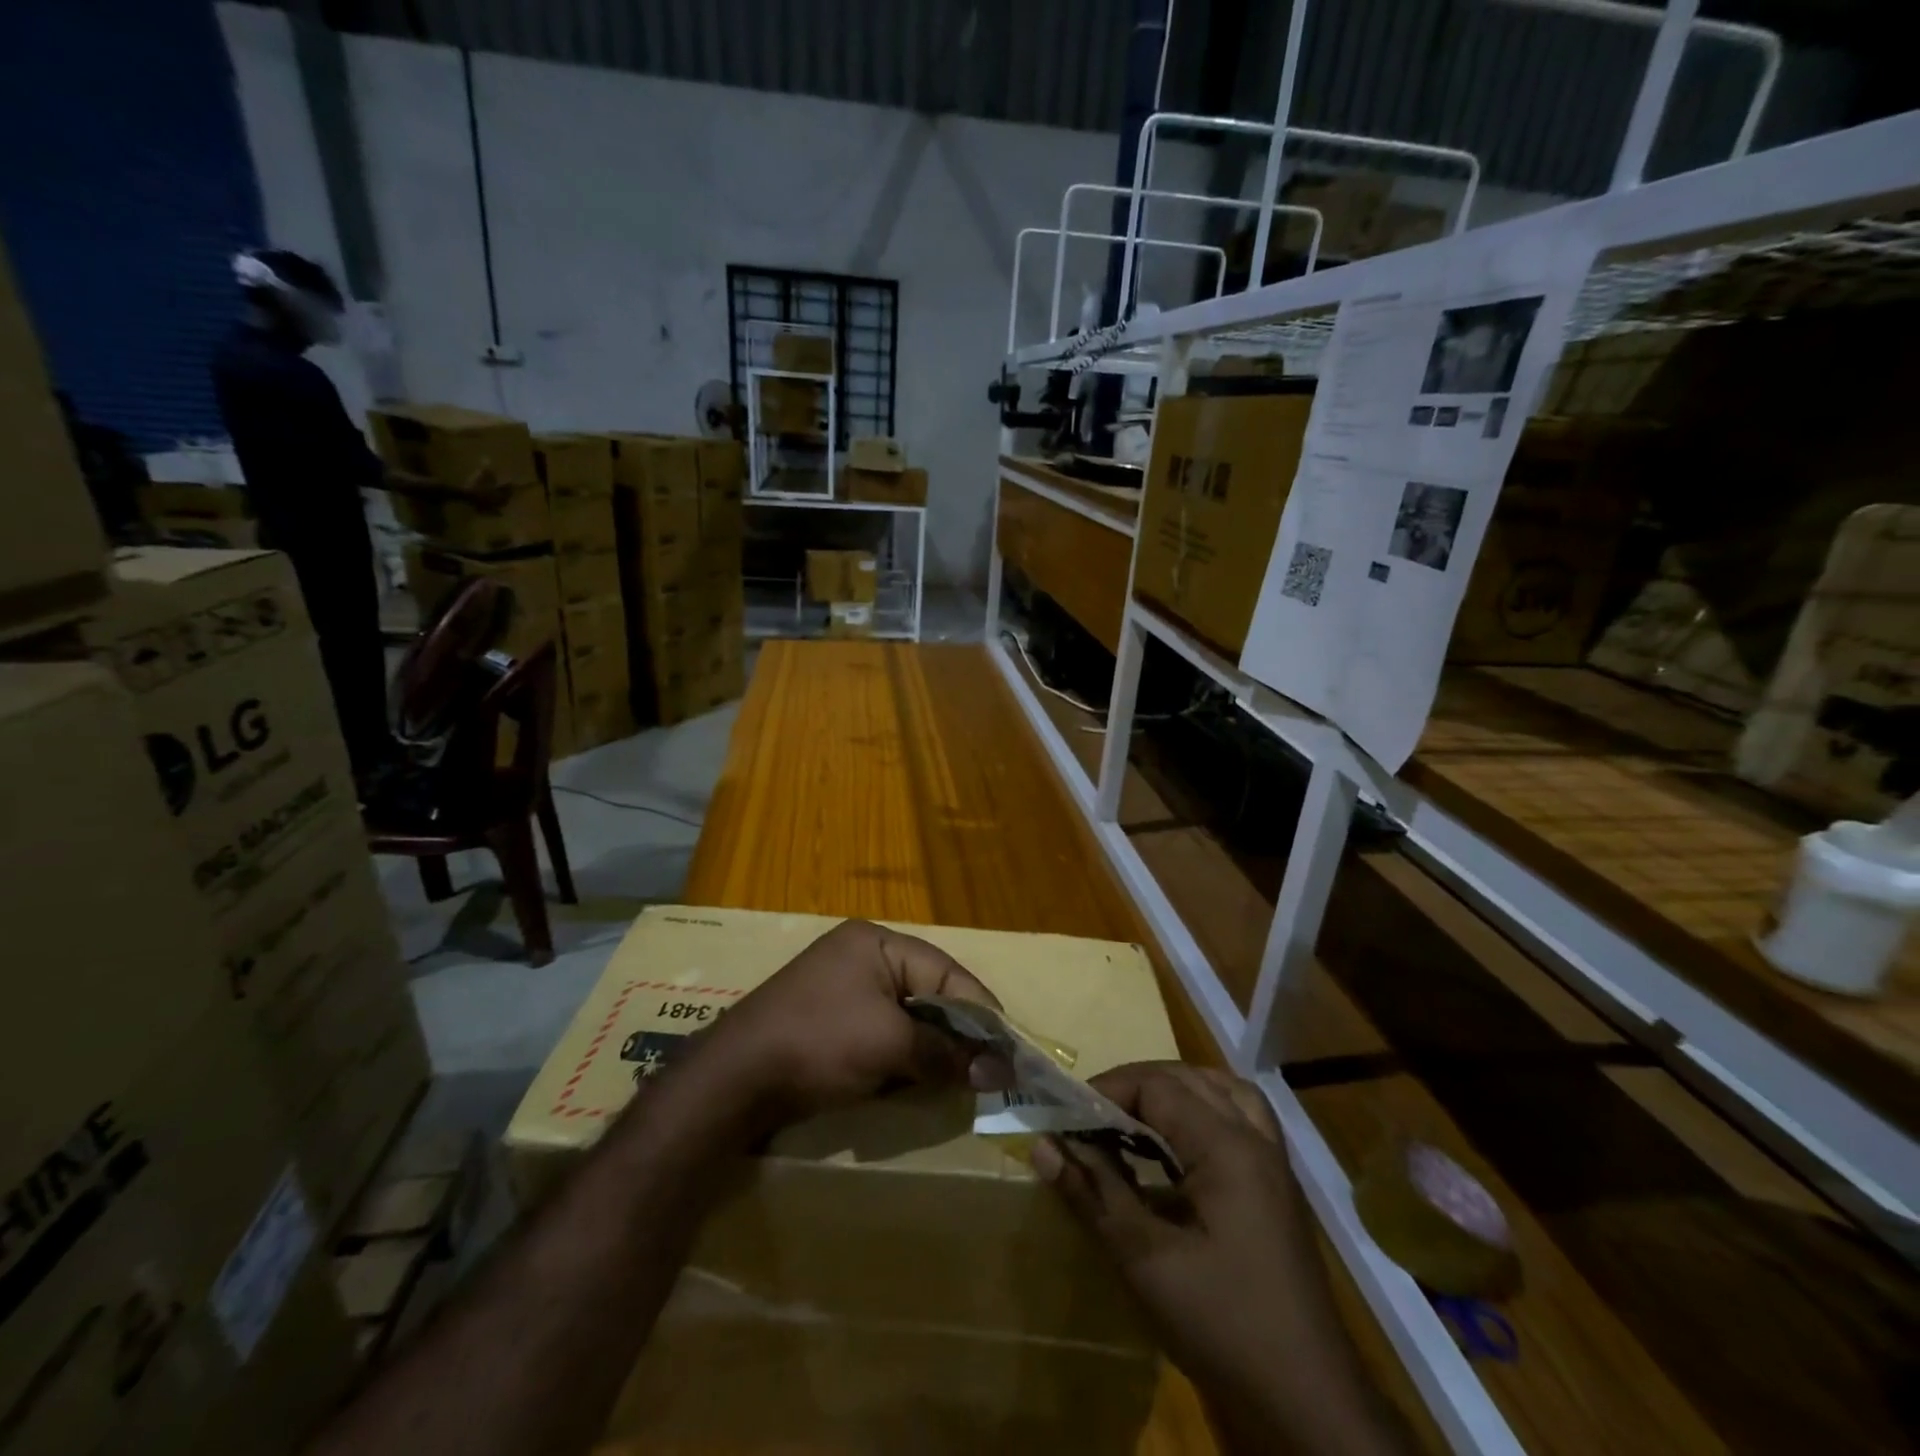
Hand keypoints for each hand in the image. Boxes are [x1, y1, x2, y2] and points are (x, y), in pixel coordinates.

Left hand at [692, 919, 1001, 1127]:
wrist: (734, 1079)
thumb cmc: (819, 1042)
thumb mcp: (890, 1045)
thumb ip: (946, 1053)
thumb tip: (999, 1072)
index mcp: (876, 943)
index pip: (945, 971)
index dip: (980, 1010)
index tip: (1010, 1049)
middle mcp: (861, 957)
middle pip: (928, 991)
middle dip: (957, 1032)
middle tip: (989, 1068)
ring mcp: (842, 989)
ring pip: (906, 1015)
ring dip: (931, 1047)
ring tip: (961, 1077)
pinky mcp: (829, 1021)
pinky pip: (882, 1031)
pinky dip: (903, 1055)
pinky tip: (918, 1079)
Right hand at [1034, 1063, 1407, 1455]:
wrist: (1312, 1403)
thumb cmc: (1224, 1325)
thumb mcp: (1146, 1261)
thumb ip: (1095, 1193)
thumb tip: (1044, 1146)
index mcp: (1226, 1147)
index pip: (1156, 1086)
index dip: (1106, 1090)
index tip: (1066, 1114)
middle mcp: (1254, 1137)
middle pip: (1187, 1078)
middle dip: (1135, 1085)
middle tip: (1091, 1114)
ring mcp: (1273, 1160)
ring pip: (1220, 1089)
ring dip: (1174, 1089)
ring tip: (1135, 1112)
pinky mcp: (1278, 1185)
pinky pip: (1242, 1116)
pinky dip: (1205, 1108)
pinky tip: (1180, 1141)